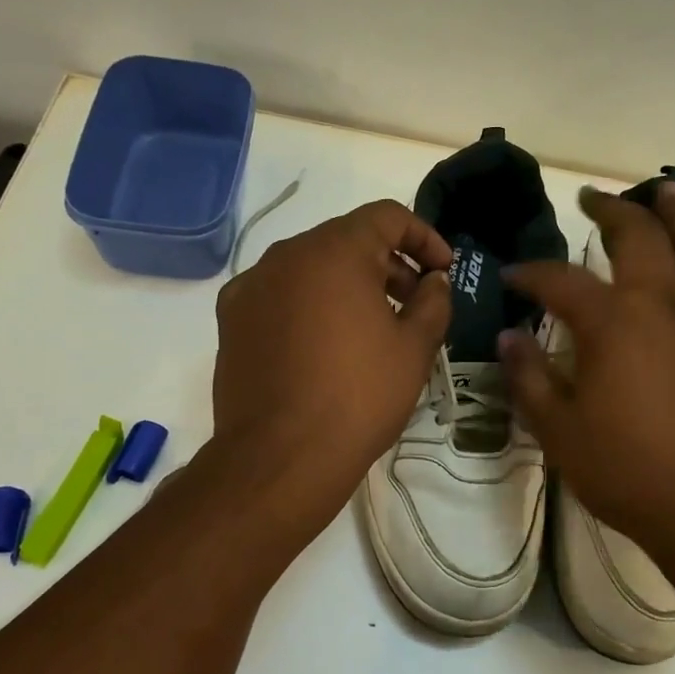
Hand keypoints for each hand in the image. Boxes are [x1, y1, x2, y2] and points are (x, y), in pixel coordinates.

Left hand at [210, 199, 450, 530]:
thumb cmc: (359, 396)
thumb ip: (433, 300)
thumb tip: (433, 280)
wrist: (280, 458)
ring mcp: (251, 285)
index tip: (443, 271)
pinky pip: (281, 294)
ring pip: (311, 267)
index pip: (386, 216)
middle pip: (347, 240)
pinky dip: (310, 304)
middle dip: (388, 263)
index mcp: (334, 250)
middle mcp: (286, 255)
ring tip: (372, 327)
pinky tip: (324, 345)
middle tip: (415, 303)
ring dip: (348, 284)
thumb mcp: (414, 347)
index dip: (424, 237)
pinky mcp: (231, 319)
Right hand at [499, 183, 674, 562]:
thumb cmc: (627, 471)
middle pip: (642, 238)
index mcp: (613, 323)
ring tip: (668, 192)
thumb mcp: (559, 429)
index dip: (532, 274)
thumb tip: (508, 338)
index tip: (512, 276)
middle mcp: (662, 307)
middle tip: (592, 198)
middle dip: (613, 211)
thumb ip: (530, 378)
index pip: (563, 281)